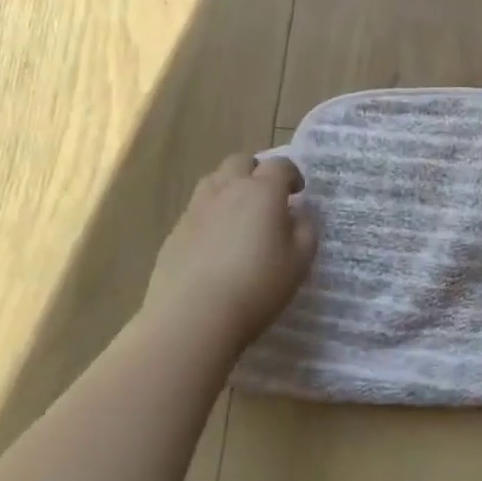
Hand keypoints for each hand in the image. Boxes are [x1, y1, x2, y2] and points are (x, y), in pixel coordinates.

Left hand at [144, 155, 316, 349]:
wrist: (192, 318)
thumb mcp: (300, 260)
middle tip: (267, 197)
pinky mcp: (175, 232)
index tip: (298, 192)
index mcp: (262, 191)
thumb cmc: (257, 285)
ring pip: (214, 181)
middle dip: (256, 171)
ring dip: (230, 187)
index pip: (280, 165)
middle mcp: (227, 190)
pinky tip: (216, 243)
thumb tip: (300, 214)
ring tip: (240, 215)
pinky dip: (211, 214)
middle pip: (240, 162)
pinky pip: (197, 209)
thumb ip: (306, 229)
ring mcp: (196, 209)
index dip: (292, 175)